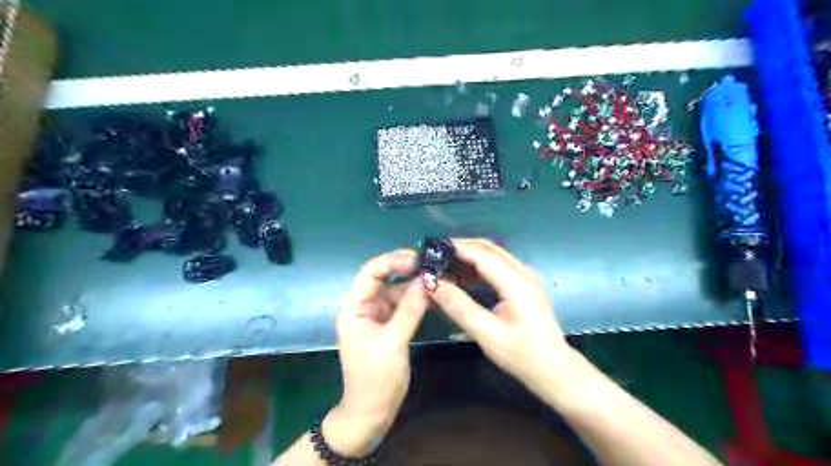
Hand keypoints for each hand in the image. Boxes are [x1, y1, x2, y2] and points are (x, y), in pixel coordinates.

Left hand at [324, 249, 428, 456]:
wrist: (372, 413)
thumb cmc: (375, 380)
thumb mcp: (393, 343)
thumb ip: (409, 309)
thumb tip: (426, 280)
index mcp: (354, 307)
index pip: (370, 273)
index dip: (392, 262)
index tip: (418, 259)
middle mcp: (364, 305)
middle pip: (384, 277)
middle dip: (406, 268)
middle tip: (432, 263)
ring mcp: (378, 314)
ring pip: (397, 289)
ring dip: (416, 283)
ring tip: (439, 276)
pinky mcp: (390, 323)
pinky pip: (405, 304)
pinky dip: (418, 298)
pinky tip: (435, 293)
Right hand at [429, 243, 570, 399]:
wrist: (554, 369)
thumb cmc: (521, 354)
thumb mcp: (486, 333)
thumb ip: (459, 306)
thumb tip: (432, 284)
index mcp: (516, 281)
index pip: (482, 254)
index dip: (456, 248)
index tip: (431, 249)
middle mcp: (523, 272)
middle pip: (489, 248)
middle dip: (461, 247)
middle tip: (435, 255)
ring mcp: (526, 277)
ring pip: (494, 254)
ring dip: (470, 255)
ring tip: (445, 263)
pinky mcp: (525, 285)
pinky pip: (499, 265)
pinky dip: (479, 265)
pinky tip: (464, 276)